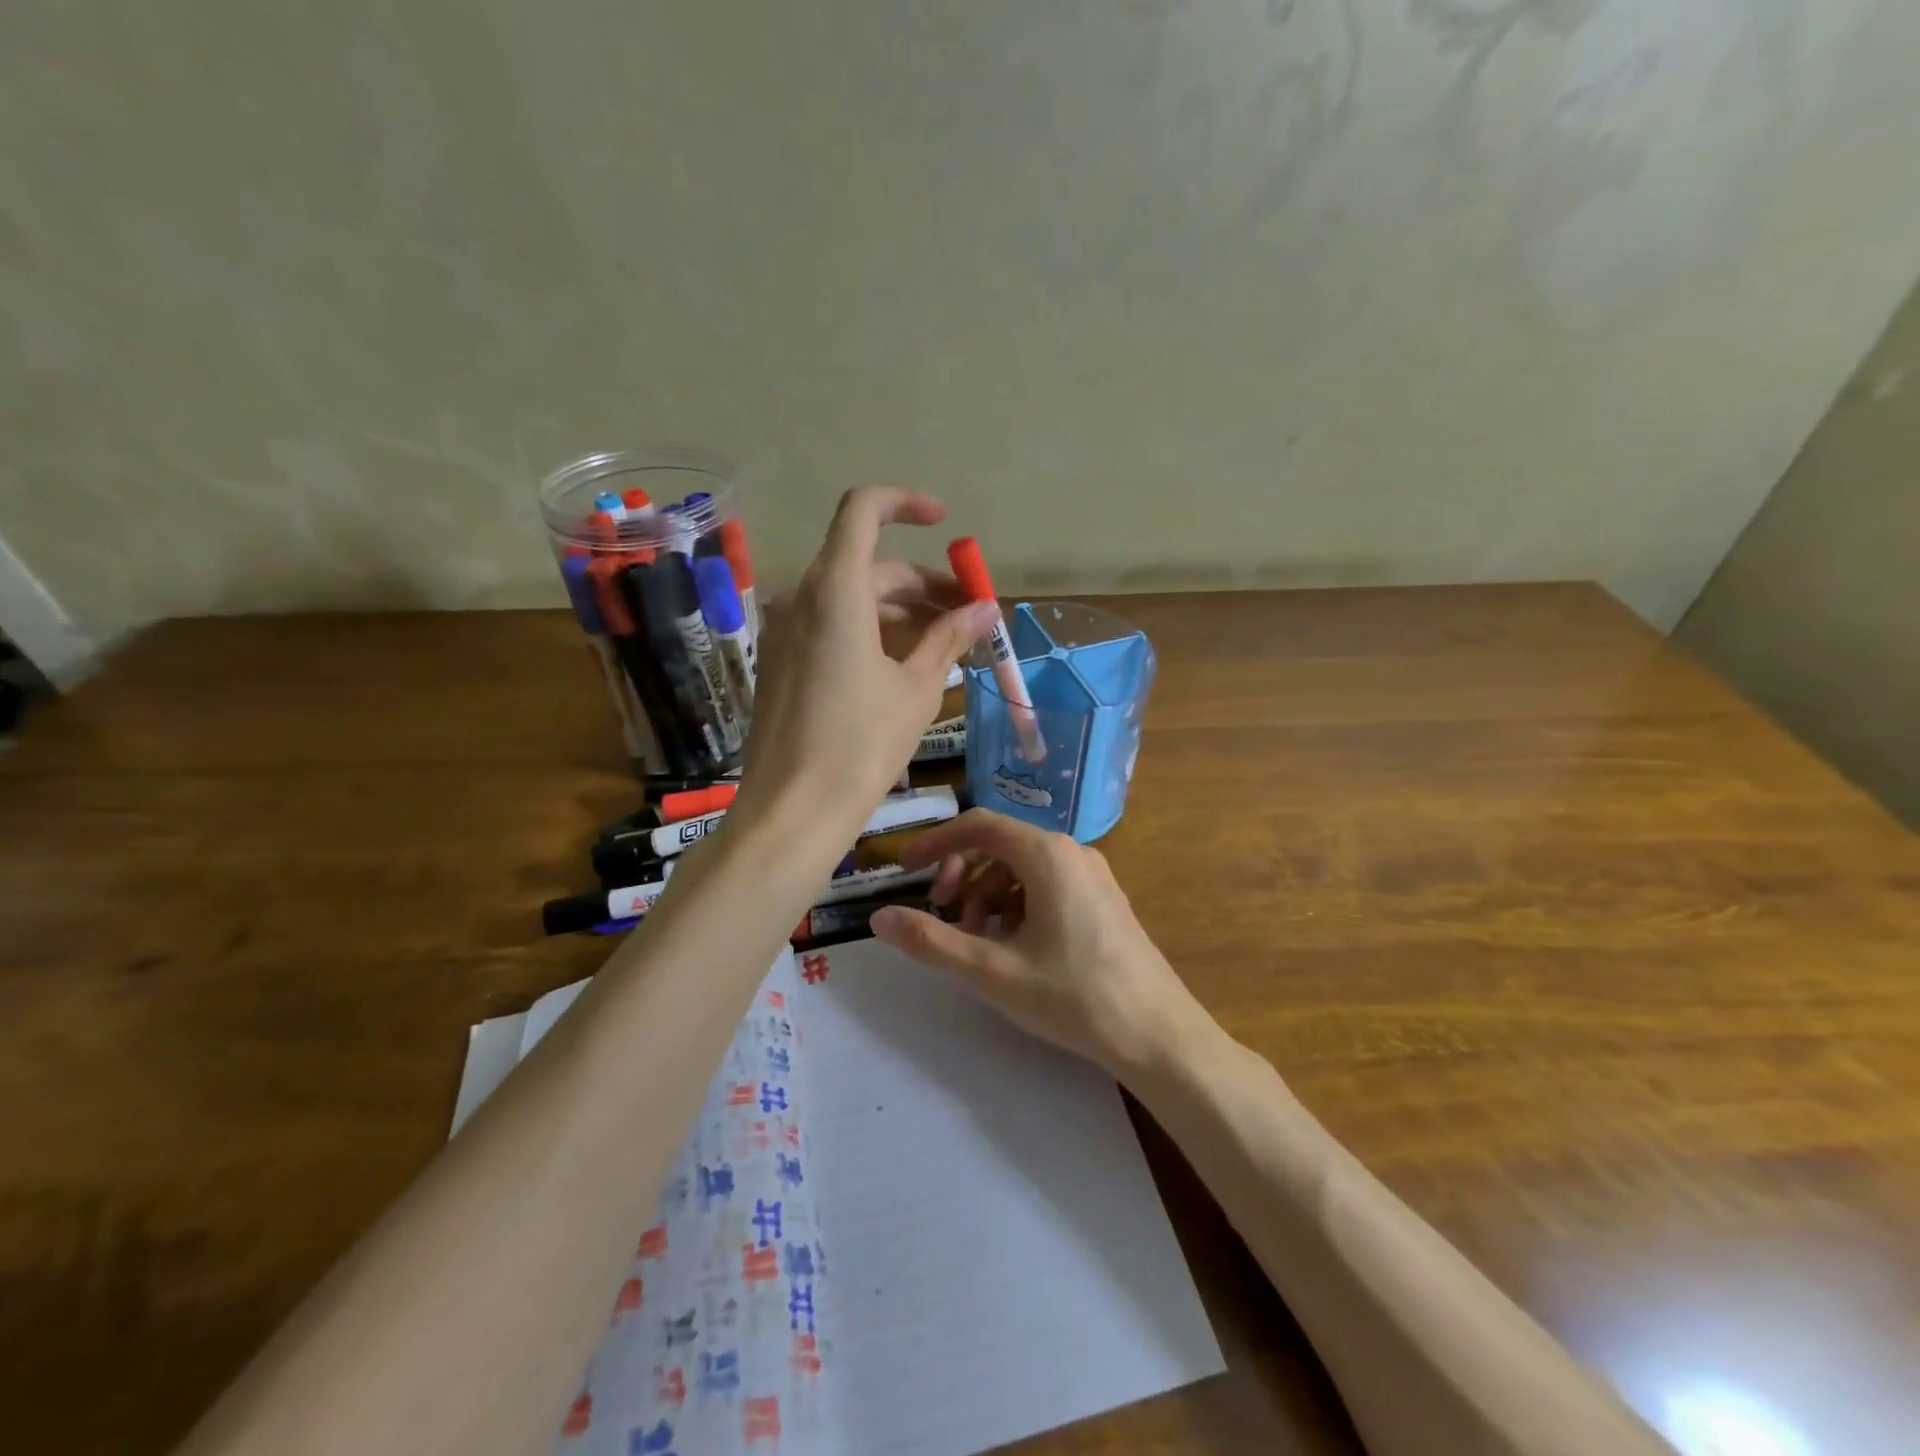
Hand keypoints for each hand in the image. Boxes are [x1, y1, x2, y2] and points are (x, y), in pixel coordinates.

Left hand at [738, 488, 996, 831]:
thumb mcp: (916, 689)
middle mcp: (802, 598)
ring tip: (946, 642)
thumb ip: (949, 638)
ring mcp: (785, 631)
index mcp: (835, 590)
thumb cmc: (861, 745)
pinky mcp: (780, 662)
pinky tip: (902, 664)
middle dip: (922, 583)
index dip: (906, 504)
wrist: (793, 811)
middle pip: (867, 564)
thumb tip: (986, 610)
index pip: (863, 510)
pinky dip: (870, 630)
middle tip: (969, 615)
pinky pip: (830, 626)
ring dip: (899, 609)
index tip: (945, 524)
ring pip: (850, 598)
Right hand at [871, 809, 1206, 1074]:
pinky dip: (1017, 905)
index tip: (906, 869)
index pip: (979, 825)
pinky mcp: (1102, 900)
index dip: (936, 842)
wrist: (1158, 1035)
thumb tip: (879, 917)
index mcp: (1047, 855)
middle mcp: (1072, 852)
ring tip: (978, 941)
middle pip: (1000, 844)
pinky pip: (1047, 885)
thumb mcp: (992, 971)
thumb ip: (931, 941)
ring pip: (1022, 867)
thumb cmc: (1073, 997)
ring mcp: (1092, 875)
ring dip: (988, 894)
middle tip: (942, 914)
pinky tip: (1013, 946)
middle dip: (962, 874)